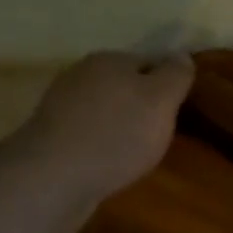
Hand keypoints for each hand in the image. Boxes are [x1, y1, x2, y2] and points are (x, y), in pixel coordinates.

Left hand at [16, 51, 194, 232]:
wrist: (53, 177)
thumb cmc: (116, 134)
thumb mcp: (161, 101)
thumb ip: (175, 75)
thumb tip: (182, 55)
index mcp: (109, 60)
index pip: (149, 62)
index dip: (167, 84)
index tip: (179, 110)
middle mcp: (81, 75)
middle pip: (124, 86)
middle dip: (142, 106)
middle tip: (161, 134)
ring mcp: (61, 105)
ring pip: (104, 110)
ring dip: (120, 127)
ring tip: (137, 154)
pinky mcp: (50, 136)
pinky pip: (87, 134)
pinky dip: (101, 145)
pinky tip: (110, 164)